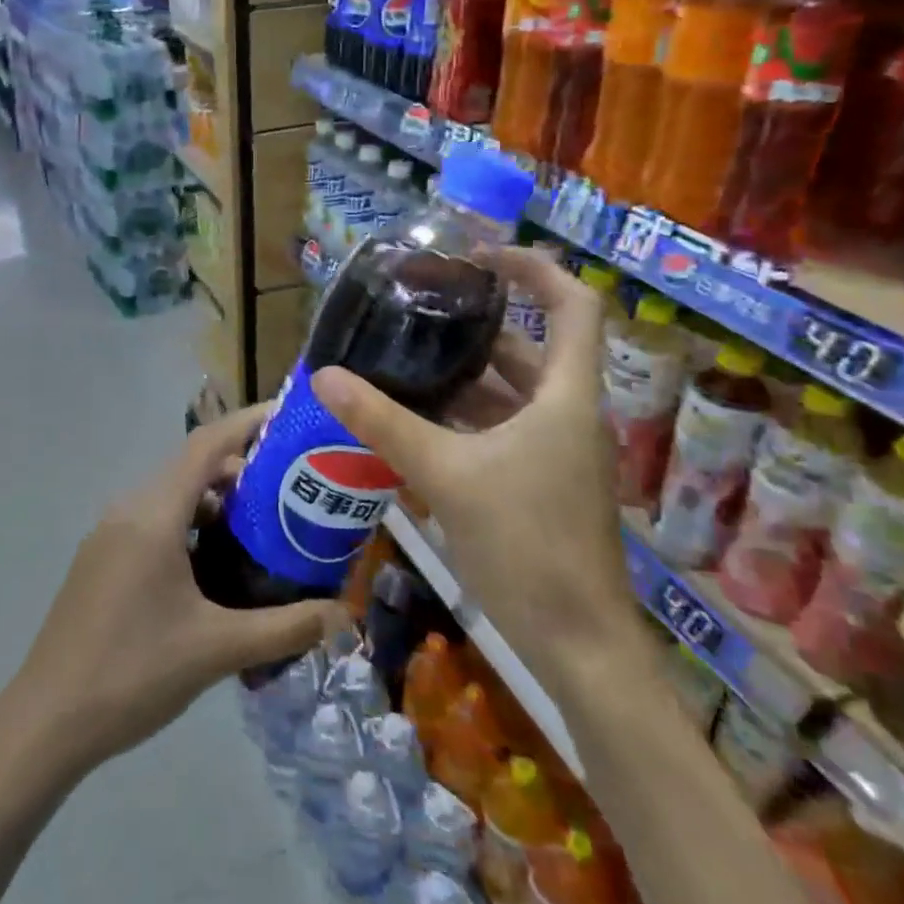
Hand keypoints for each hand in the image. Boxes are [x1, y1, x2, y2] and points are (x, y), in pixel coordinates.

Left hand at [0, 406, 345, 774]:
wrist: (46, 721)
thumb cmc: (133, 673)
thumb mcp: (217, 649)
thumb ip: (285, 628)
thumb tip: (345, 616)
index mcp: (153, 514)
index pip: (206, 445)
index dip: (248, 423)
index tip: (289, 417)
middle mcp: (128, 509)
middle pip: (191, 466)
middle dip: (241, 468)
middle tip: (291, 486)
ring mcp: (109, 534)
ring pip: (171, 495)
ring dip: (214, 500)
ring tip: (261, 525)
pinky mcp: (101, 558)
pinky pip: (153, 520)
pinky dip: (189, 523)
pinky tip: (215, 563)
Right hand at [310, 246, 641, 689]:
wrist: (579, 645)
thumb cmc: (527, 546)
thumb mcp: (446, 475)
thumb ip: (384, 423)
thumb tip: (325, 376)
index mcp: (565, 396)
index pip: (574, 305)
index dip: (534, 267)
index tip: (479, 257)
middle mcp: (567, 414)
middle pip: (530, 348)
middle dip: (479, 325)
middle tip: (419, 309)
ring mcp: (556, 452)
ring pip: (511, 394)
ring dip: (465, 377)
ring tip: (404, 360)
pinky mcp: (541, 483)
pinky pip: (501, 431)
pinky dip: (464, 419)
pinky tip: (414, 424)